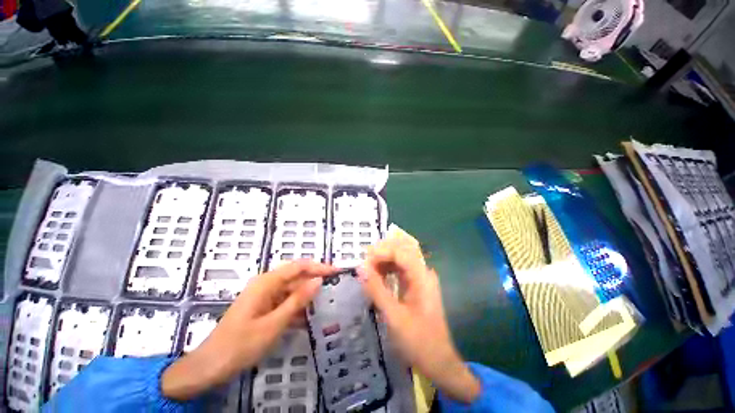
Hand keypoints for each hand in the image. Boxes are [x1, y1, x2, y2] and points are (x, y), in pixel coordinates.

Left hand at [162, 260, 335, 400]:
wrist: (218, 360)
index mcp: (264, 284)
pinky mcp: (260, 313)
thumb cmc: (244, 342)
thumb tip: (318, 280)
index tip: (341, 272)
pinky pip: (282, 307)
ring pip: (288, 293)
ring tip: (331, 304)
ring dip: (307, 298)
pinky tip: (311, 320)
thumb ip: (296, 302)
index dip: (318, 267)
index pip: (296, 267)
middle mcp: (262, 287)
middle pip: (292, 278)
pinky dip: (296, 311)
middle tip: (340, 290)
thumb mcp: (273, 324)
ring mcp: (260, 301)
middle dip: (315, 281)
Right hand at [357, 231, 480, 403]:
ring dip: (384, 261)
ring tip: (364, 270)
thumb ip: (377, 290)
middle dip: (382, 252)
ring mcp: (422, 284)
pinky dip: (388, 273)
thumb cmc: (417, 340)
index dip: (380, 251)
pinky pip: (402, 275)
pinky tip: (375, 279)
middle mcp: (424, 276)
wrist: (436, 359)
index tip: (360, 261)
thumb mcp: (394, 316)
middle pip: (404, 252)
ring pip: (402, 262)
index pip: (401, 251)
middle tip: (361, 263)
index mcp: (422, 278)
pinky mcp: (417, 293)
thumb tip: (360, 267)